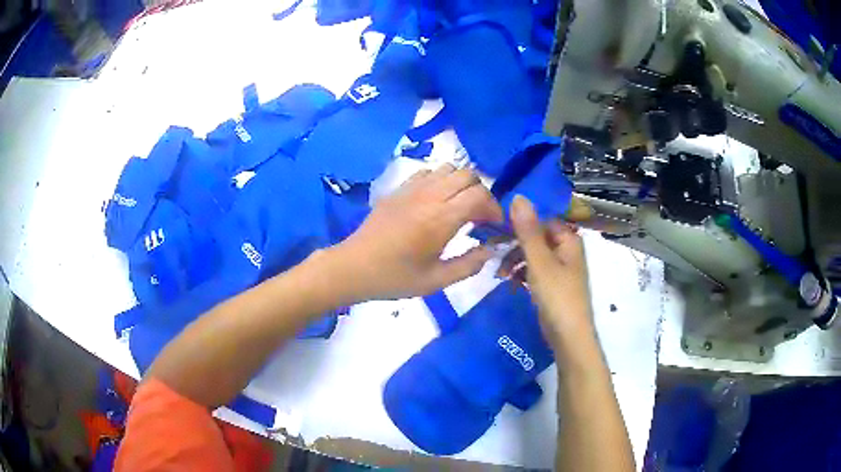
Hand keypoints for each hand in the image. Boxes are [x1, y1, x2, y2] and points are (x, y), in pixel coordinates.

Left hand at [330, 164, 503, 301]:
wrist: (354, 267)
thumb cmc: (395, 278)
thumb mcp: (436, 281)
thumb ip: (469, 265)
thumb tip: (492, 250)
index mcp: (441, 219)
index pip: (480, 195)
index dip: (494, 208)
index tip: (494, 226)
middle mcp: (429, 196)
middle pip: (468, 175)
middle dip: (482, 193)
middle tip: (479, 216)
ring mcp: (412, 188)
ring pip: (449, 168)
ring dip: (462, 184)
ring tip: (459, 207)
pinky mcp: (398, 188)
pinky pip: (428, 172)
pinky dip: (441, 180)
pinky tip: (436, 201)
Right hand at [509, 195, 593, 347]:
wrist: (568, 337)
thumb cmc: (557, 296)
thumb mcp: (539, 261)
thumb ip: (528, 231)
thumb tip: (518, 196)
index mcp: (569, 240)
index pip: (543, 220)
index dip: (521, 222)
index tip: (497, 227)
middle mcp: (566, 251)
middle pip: (537, 237)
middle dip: (515, 244)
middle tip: (493, 252)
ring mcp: (560, 270)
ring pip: (534, 255)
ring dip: (516, 260)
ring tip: (500, 273)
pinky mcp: (553, 286)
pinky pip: (535, 271)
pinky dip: (522, 274)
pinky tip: (510, 282)